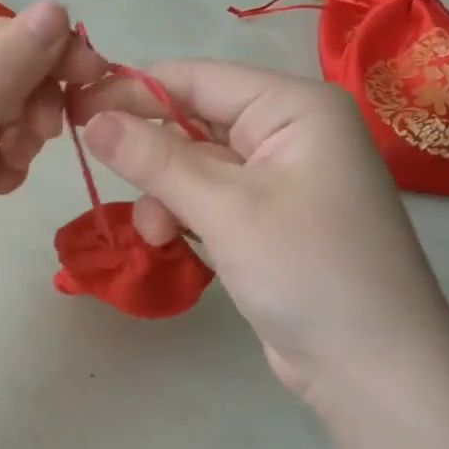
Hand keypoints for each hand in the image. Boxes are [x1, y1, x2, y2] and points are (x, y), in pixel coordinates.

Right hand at [71, 60, 448, 408]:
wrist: (374, 370)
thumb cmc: (308, 270)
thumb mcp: (224, 208)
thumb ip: (154, 159)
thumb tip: (92, 119)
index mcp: (294, 107)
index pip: (198, 78)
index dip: (132, 90)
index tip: (74, 107)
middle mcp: (290, 132)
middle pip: (195, 121)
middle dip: (152, 154)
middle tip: (99, 168)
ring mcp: (281, 179)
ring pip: (196, 165)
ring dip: (164, 194)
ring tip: (156, 234)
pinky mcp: (269, 220)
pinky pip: (210, 199)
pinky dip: (183, 216)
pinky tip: (171, 243)